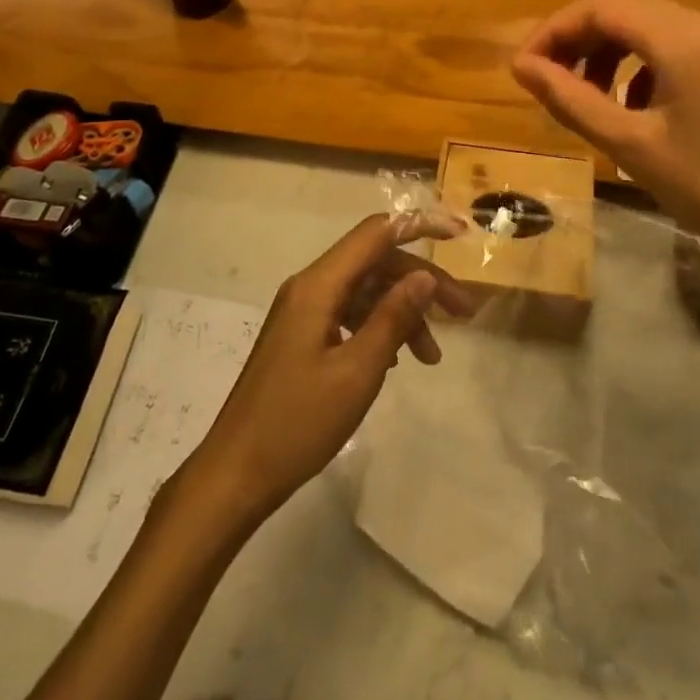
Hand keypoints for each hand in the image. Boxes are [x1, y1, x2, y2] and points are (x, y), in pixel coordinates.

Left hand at [179, 212, 473, 525]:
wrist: (236, 474)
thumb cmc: (297, 423)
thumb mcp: (357, 372)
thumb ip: (392, 317)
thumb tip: (424, 275)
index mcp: (319, 285)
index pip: (376, 233)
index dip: (420, 226)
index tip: (460, 236)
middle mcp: (310, 287)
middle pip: (375, 262)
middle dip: (421, 281)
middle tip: (464, 314)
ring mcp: (304, 311)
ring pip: (365, 291)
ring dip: (403, 312)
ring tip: (433, 356)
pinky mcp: (302, 336)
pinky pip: (350, 314)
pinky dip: (379, 328)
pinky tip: (399, 359)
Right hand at [511, 0, 699, 285]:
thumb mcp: (630, 145)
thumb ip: (570, 99)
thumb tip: (521, 66)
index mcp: (683, 36)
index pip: (599, 7)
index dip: (552, 32)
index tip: (524, 69)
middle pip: (625, 12)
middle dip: (578, 43)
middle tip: (547, 83)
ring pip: (651, 30)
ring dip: (610, 55)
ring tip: (587, 99)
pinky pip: (679, 48)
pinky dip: (643, 68)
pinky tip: (635, 108)